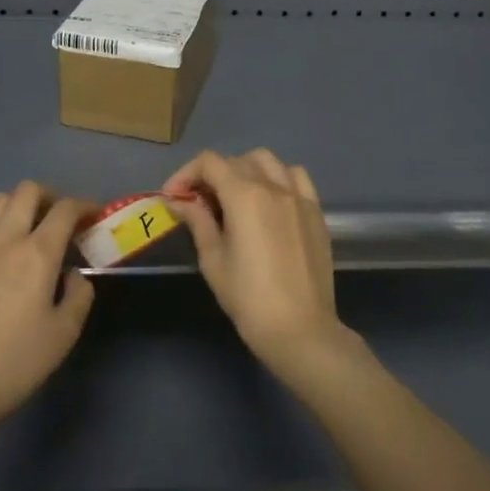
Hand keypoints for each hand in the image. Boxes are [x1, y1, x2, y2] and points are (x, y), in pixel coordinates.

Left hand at [0, 181, 95, 437]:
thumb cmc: (16, 363)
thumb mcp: (65, 333)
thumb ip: (78, 294)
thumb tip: (71, 273)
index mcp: (38, 254)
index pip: (65, 210)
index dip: (83, 205)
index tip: (91, 215)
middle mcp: (4, 238)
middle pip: (28, 191)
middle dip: (49, 197)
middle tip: (57, 218)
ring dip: (17, 205)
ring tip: (23, 226)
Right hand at [162, 149, 351, 376]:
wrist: (300, 330)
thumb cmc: (249, 298)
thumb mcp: (213, 260)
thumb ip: (197, 221)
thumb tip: (178, 201)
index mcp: (244, 195)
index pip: (209, 163)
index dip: (186, 174)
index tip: (174, 197)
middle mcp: (273, 186)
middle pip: (236, 160)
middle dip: (211, 175)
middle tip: (199, 202)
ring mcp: (298, 196)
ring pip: (268, 161)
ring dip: (244, 169)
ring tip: (234, 196)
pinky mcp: (315, 212)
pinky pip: (296, 177)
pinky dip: (277, 177)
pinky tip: (269, 199)